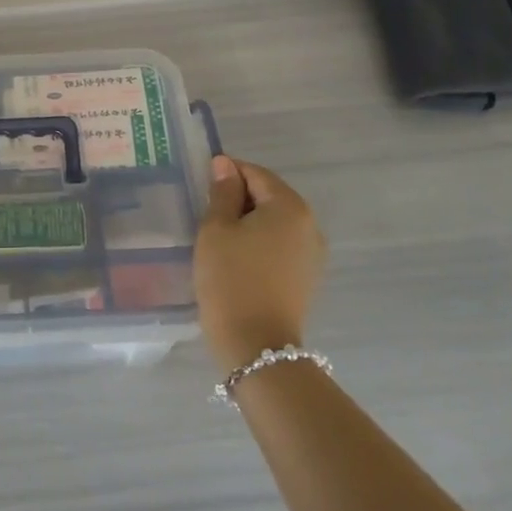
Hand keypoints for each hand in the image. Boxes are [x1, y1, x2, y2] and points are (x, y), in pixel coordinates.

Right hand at [194, 155, 327, 373]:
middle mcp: (309, 224)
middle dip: (237, 198)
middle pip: (268, 195)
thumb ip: (222, 192)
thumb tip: (224, 165)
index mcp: (289, 206)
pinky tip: (236, 257)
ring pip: (274, 221)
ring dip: (247, 221)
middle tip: (204, 212)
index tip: (200, 186)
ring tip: (217, 237)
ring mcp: (312, 252)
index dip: (226, 174)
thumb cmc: (230, 278)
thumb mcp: (216, 229)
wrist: (255, 345)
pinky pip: (280, 244)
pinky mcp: (306, 276)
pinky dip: (258, 242)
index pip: (255, 173)